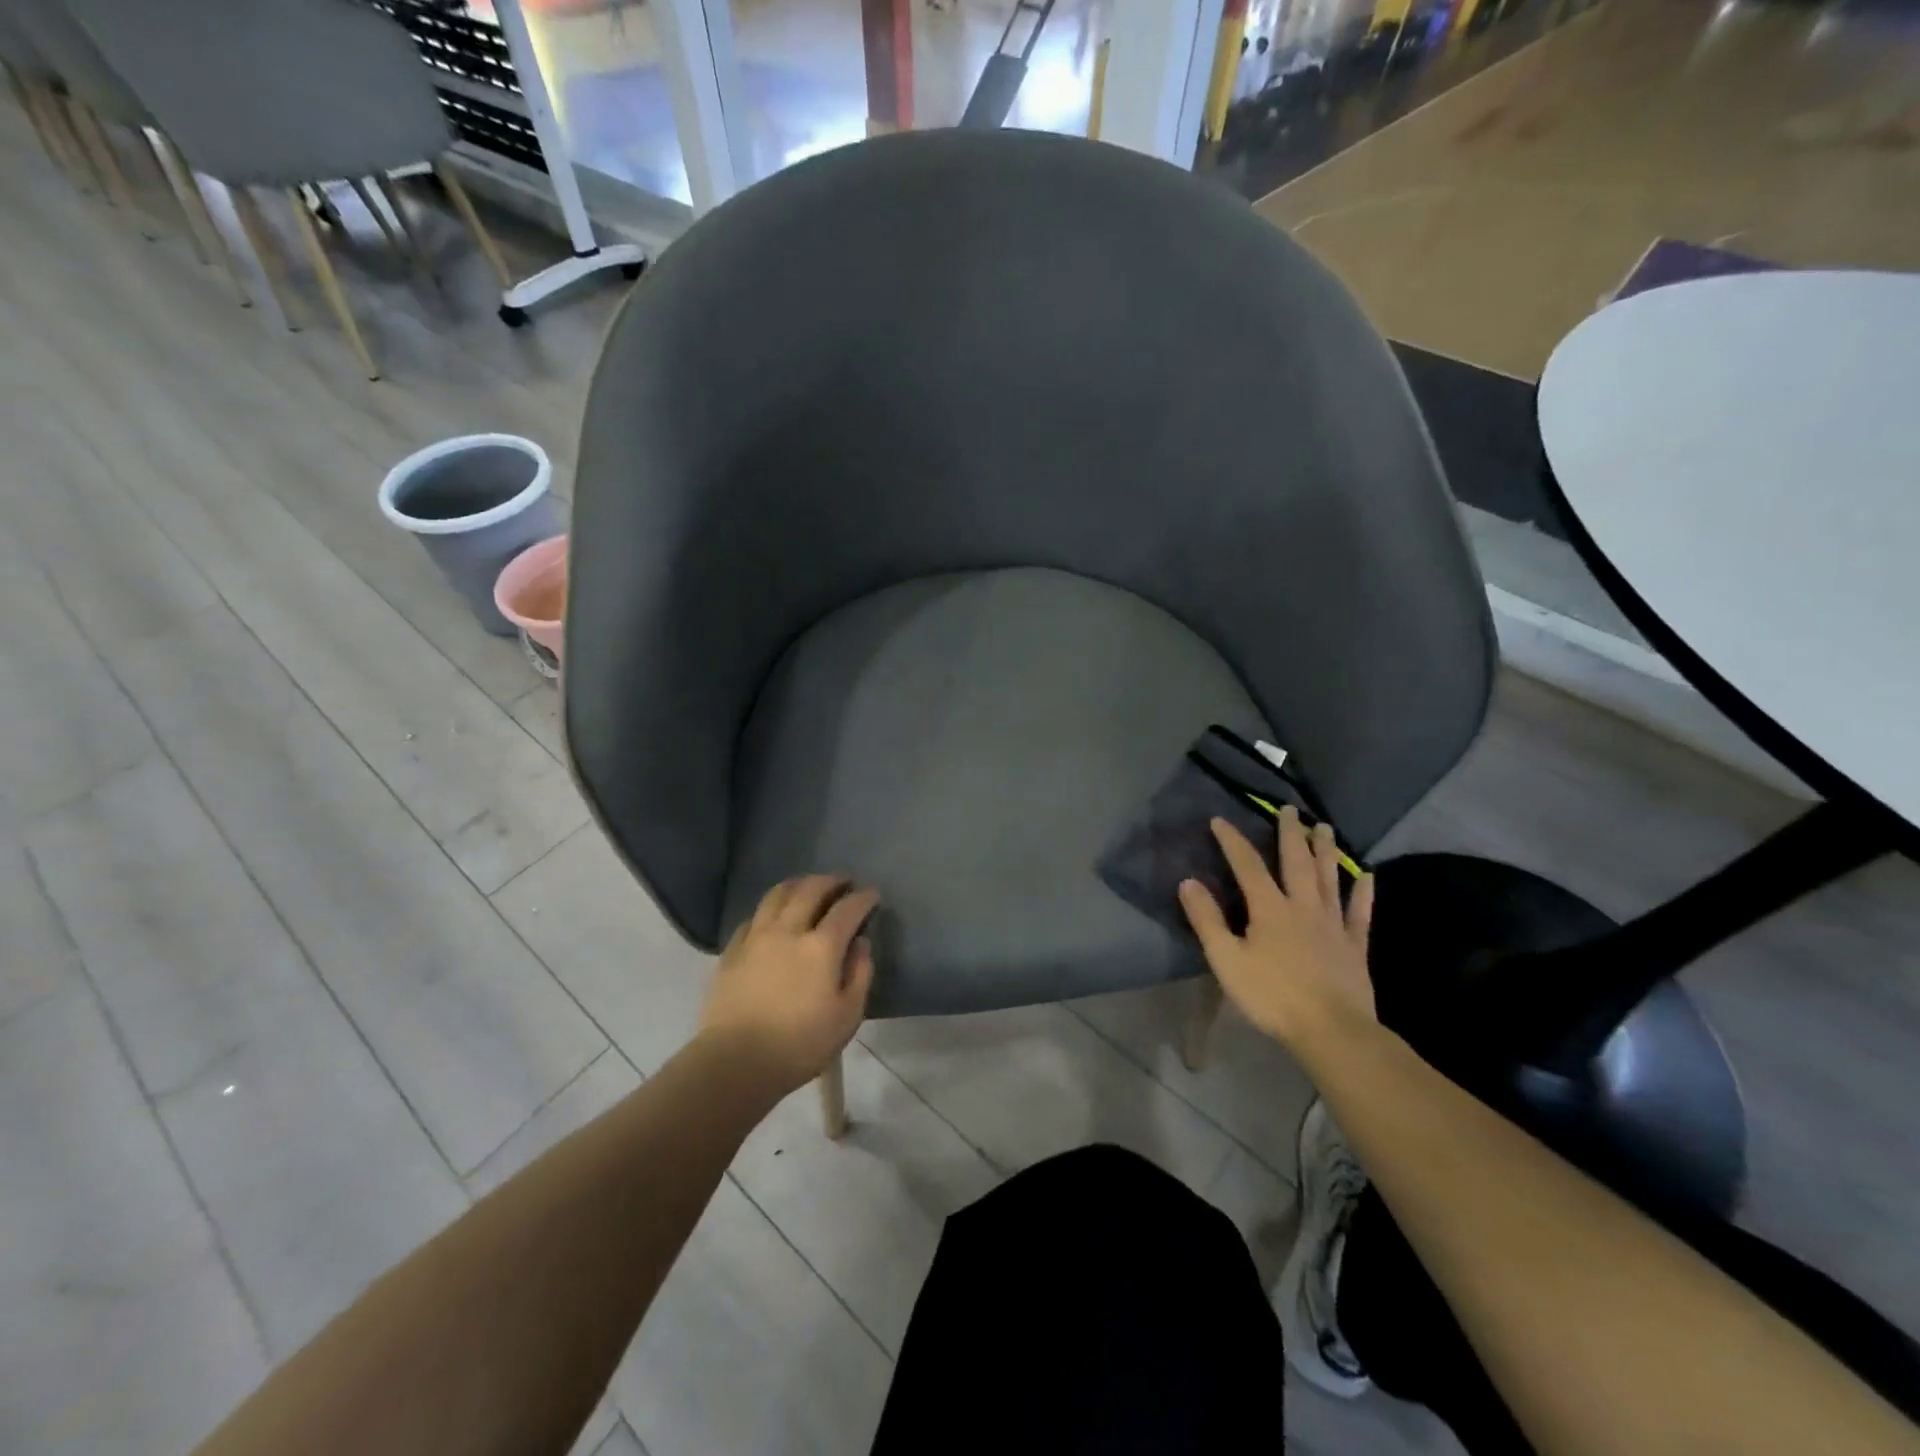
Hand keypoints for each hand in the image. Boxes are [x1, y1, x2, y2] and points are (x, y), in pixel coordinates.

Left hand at [699, 875, 878, 1094]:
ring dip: (798, 884)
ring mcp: (756, 938)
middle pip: (810, 890)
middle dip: (831, 881)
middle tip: (843, 882)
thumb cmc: (800, 1045)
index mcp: (821, 947)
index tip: (872, 894)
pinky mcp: (732, 951)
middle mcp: (789, 931)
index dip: (863, 898)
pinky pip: (753, 917)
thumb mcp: (848, 1017)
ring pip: (777, 895)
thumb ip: (859, 974)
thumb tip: (860, 943)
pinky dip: (770, 909)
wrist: (735, 1063)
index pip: (847, 909)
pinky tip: (774, 916)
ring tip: (808, 886)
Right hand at [1178, 807, 1375, 1053]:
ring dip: (1325, 851)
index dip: (1232, 841)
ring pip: (1329, 878)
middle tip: (1290, 809)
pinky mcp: (1355, 946)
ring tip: (1324, 827)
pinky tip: (1366, 875)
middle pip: (1296, 862)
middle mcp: (1303, 906)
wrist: (1332, 1031)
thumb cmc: (1272, 996)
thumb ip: (1207, 920)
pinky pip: (1359, 912)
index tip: (1219, 820)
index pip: (1247, 865)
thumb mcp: (1226, 960)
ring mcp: (1333, 924)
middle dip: (1290, 833)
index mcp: (1269, 908)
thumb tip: (1188, 882)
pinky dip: (1363, 892)